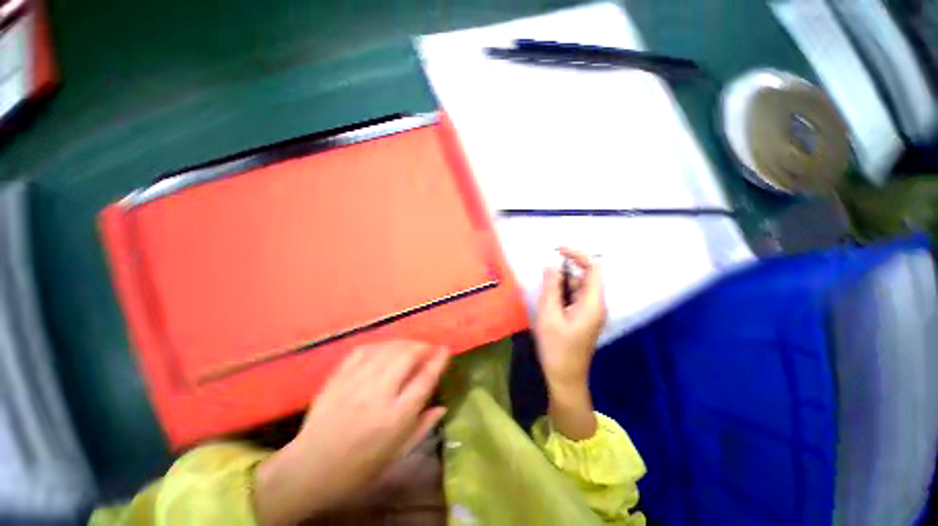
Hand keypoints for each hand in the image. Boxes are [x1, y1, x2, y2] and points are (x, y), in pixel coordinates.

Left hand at [253, 341, 448, 525]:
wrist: (309, 471)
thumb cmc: (359, 469)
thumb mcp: (397, 454)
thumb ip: (422, 427)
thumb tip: (443, 405)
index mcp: (395, 418)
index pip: (425, 379)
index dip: (439, 360)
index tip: (446, 350)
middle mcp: (377, 395)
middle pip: (407, 357)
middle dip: (423, 346)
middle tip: (429, 348)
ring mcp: (355, 383)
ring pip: (387, 349)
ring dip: (404, 343)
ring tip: (412, 346)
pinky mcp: (338, 377)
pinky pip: (363, 350)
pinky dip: (380, 345)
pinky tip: (385, 348)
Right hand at [533, 248, 605, 439]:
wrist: (564, 377)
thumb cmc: (556, 347)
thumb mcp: (549, 314)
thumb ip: (551, 287)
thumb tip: (551, 263)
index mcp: (593, 303)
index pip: (593, 268)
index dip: (577, 255)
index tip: (557, 249)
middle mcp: (595, 305)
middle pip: (583, 277)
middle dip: (564, 272)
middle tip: (543, 277)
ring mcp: (590, 312)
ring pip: (576, 288)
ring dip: (560, 285)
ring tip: (543, 295)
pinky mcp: (582, 318)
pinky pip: (573, 298)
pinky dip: (561, 294)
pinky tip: (548, 303)